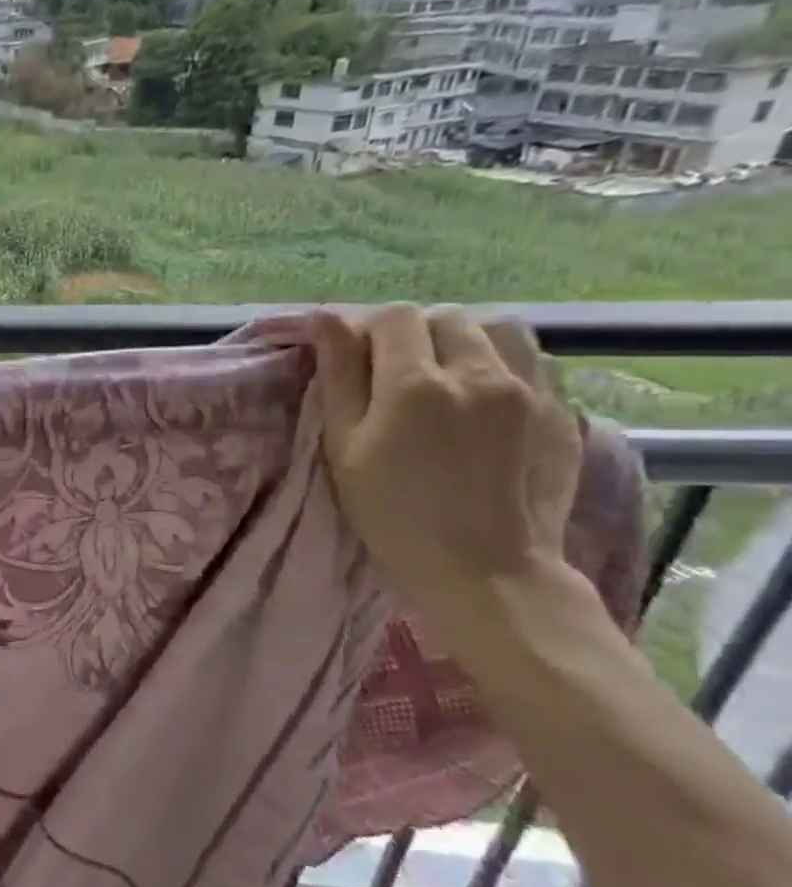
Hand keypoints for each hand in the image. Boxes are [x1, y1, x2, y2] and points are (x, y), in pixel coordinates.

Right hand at [309, 305, 582, 619]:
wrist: (485, 569)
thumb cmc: (393, 513)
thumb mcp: (345, 447)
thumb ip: (338, 377)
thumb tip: (324, 318)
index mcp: (416, 384)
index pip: (394, 317)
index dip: (368, 329)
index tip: (355, 358)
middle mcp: (480, 374)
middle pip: (446, 317)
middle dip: (414, 334)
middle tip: (394, 373)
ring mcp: (531, 390)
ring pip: (499, 328)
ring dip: (465, 339)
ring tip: (446, 375)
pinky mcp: (562, 410)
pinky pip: (534, 359)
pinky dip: (503, 362)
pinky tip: (484, 396)